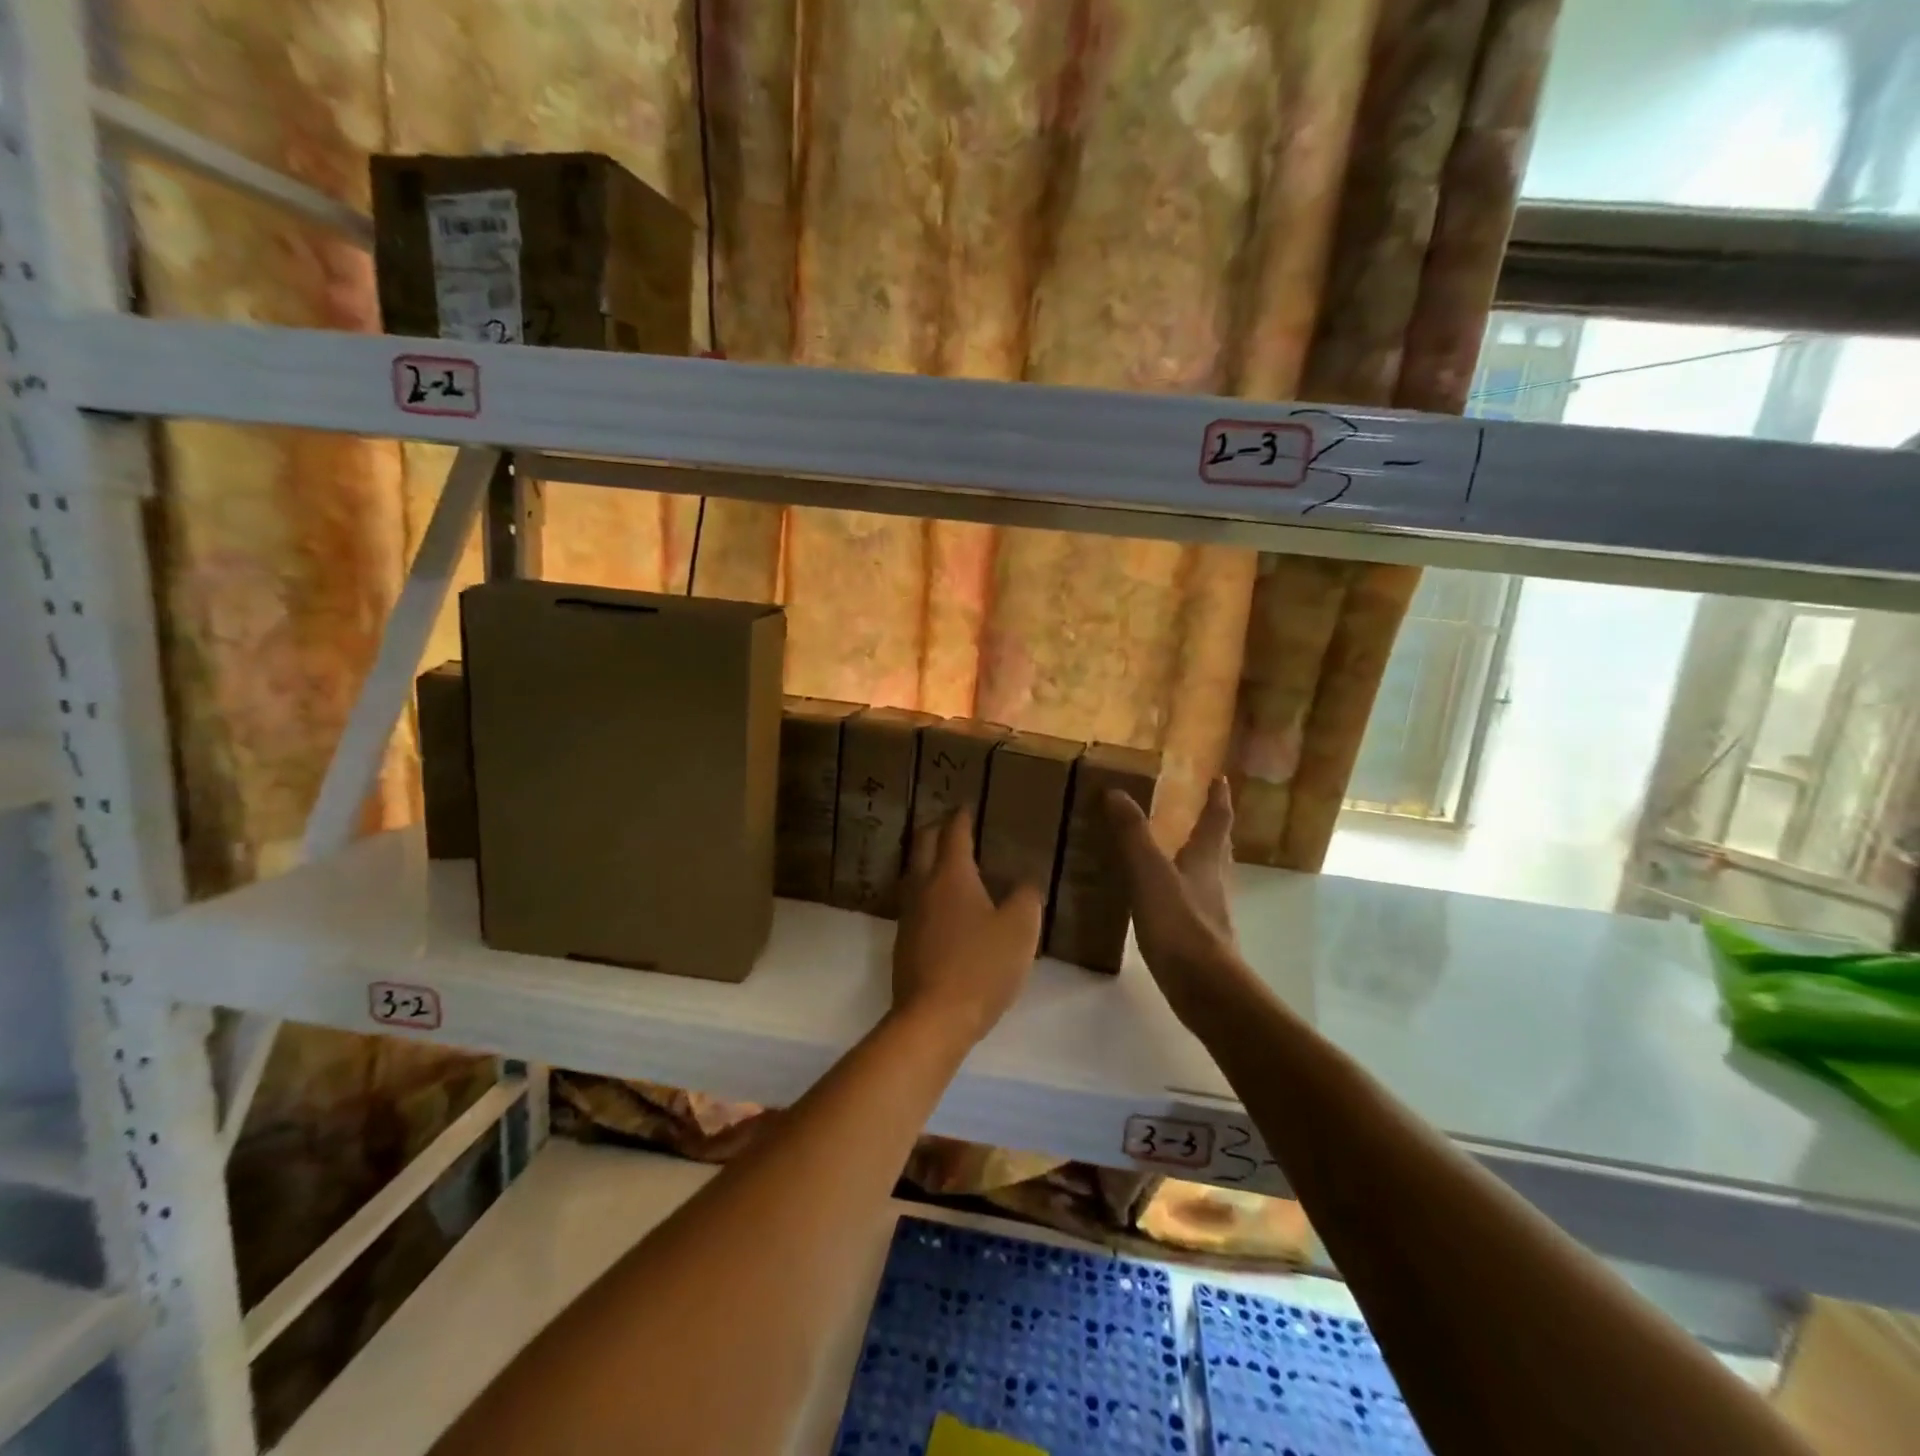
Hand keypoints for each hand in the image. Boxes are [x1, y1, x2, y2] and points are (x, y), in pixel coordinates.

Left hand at [892, 810, 1042, 1044]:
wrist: (933, 1018)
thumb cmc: (981, 966)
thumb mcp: (1020, 930)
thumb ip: (1026, 898)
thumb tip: (1023, 884)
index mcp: (951, 875)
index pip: (954, 832)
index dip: (962, 816)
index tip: (967, 805)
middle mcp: (923, 886)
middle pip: (923, 844)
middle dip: (937, 828)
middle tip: (953, 824)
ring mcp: (909, 914)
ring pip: (915, 872)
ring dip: (928, 859)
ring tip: (949, 860)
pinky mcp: (904, 940)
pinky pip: (915, 900)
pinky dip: (928, 889)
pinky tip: (942, 905)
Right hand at [1106, 776, 1242, 1022]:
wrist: (1205, 987)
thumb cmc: (1179, 924)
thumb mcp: (1149, 873)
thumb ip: (1132, 834)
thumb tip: (1116, 792)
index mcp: (1205, 860)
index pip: (1216, 821)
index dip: (1218, 799)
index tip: (1220, 780)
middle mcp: (1215, 882)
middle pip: (1219, 848)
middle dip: (1214, 829)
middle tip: (1205, 813)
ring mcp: (1212, 912)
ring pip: (1210, 876)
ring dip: (1201, 860)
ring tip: (1183, 852)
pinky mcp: (1202, 939)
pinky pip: (1195, 903)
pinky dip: (1185, 891)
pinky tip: (1168, 901)